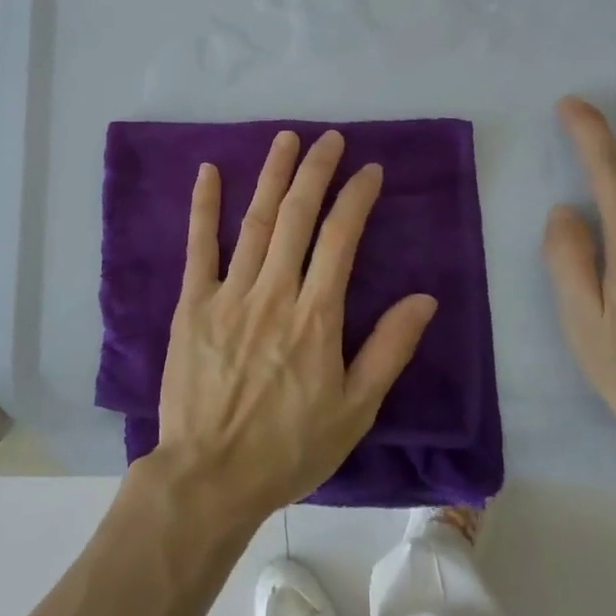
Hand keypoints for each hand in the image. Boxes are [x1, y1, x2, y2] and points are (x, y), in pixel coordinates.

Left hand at [152, 130, 439, 523]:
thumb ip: (388, 349)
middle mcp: (274, 292)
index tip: (369, 171)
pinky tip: (208, 171)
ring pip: (255, 221)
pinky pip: (198, 246)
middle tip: (329, 139)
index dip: (356, 199)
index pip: (340, 239)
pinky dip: (204, 206)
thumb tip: (424, 299)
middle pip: (298, 217)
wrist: (211, 475)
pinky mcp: (191, 304)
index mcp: (316, 317)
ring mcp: (229, 294)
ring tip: (285, 140)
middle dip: (316, 172)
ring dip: (271, 176)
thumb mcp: (355, 410)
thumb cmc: (289, 448)